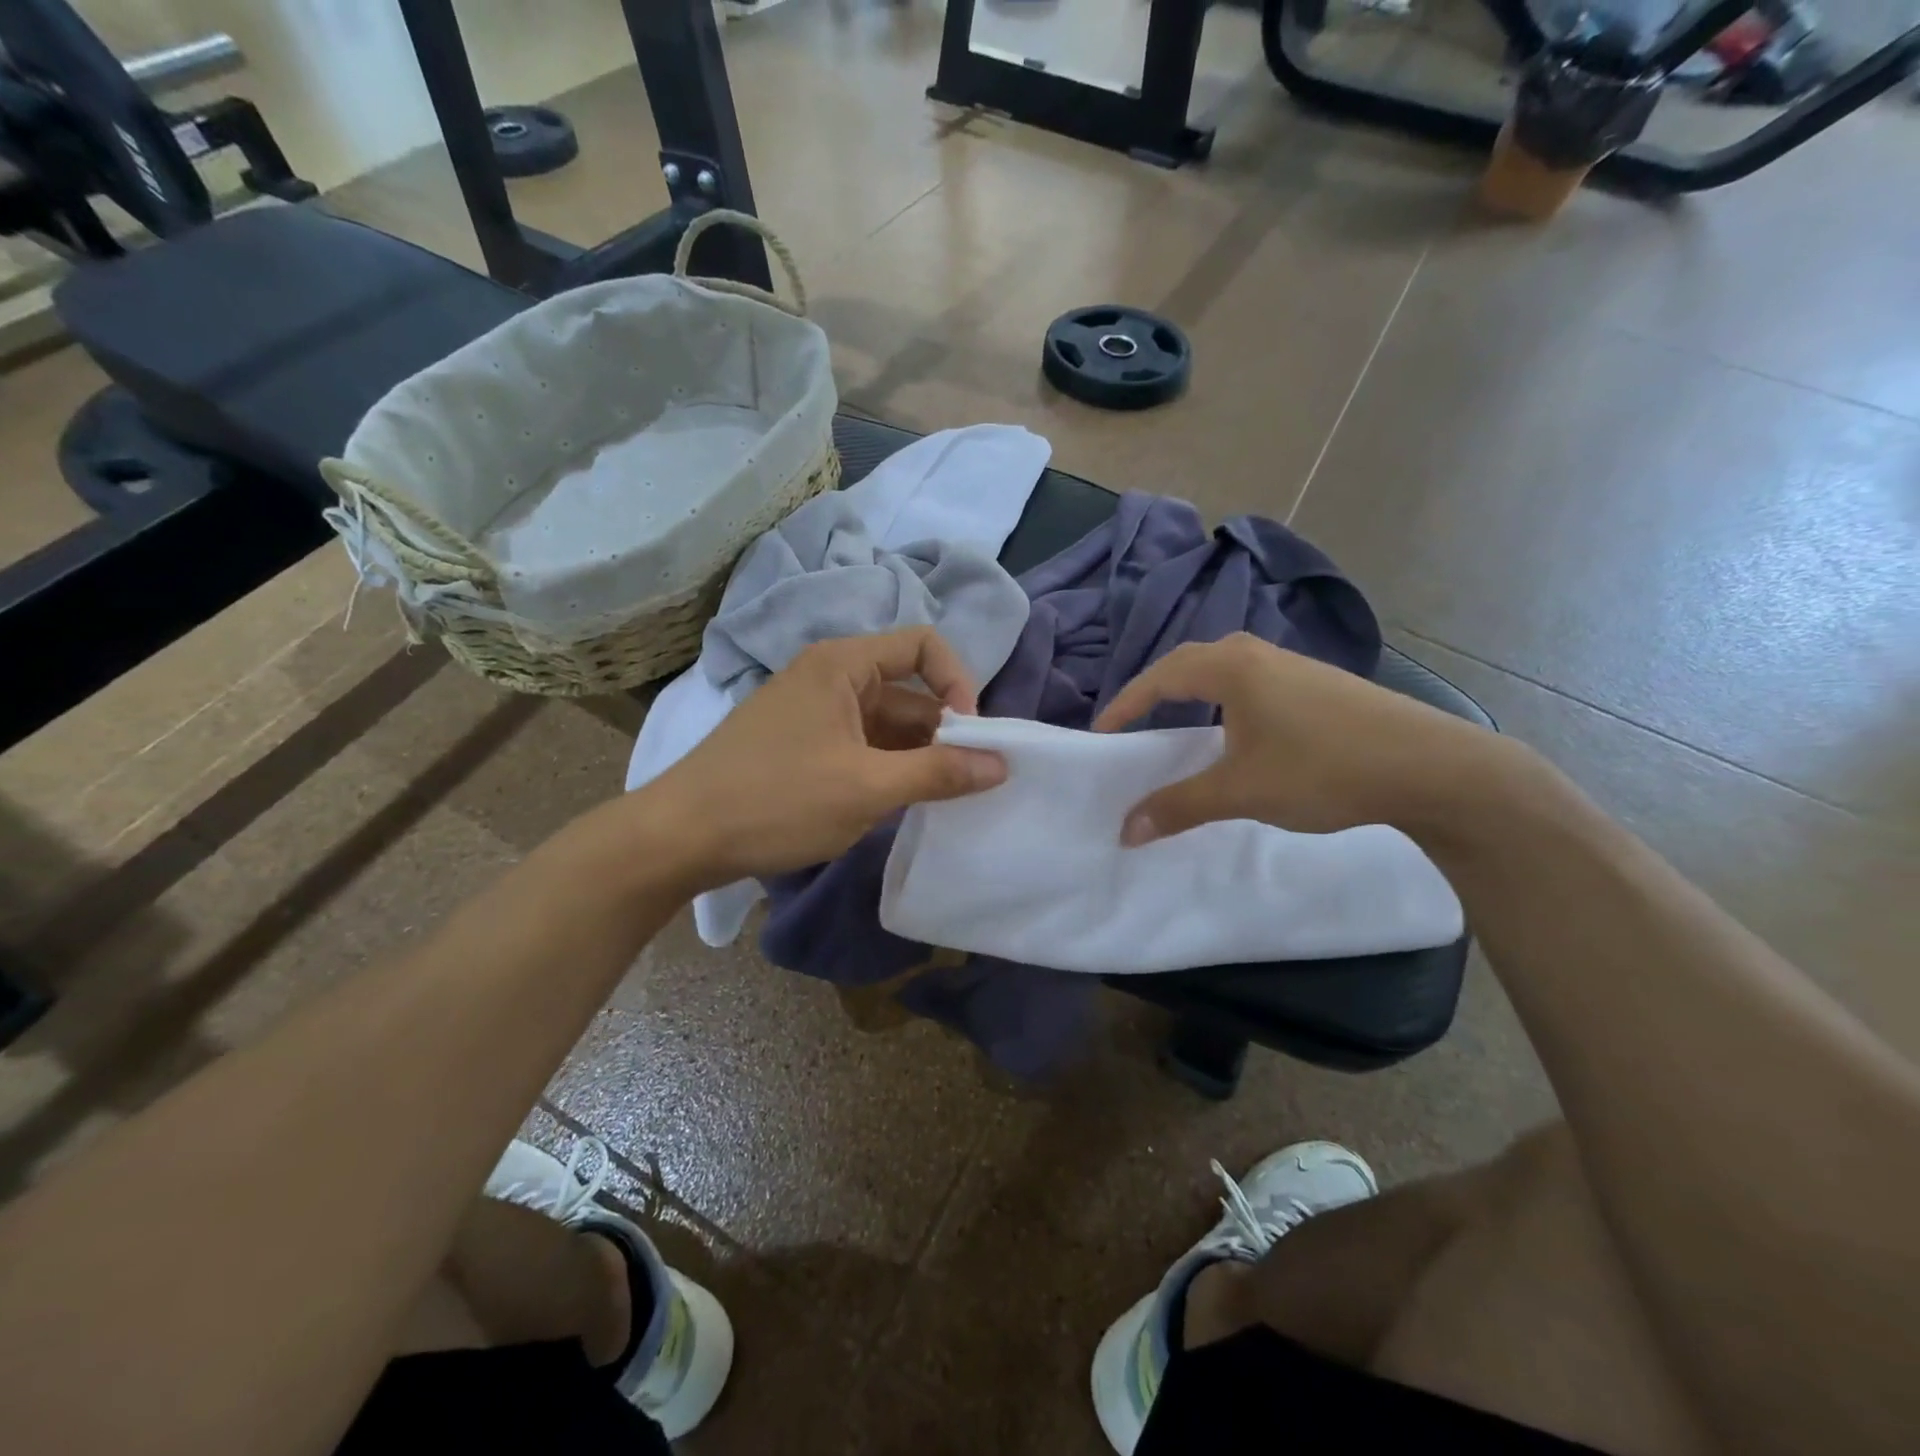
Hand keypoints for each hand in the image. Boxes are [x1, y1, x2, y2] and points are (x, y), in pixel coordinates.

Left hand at [635, 628, 1006, 889]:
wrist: (677, 838)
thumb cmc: (775, 801)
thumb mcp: (866, 788)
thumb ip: (939, 773)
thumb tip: (1001, 764)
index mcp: (843, 665)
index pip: (924, 645)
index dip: (959, 683)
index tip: (971, 736)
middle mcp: (829, 677)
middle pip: (908, 688)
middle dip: (942, 731)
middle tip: (966, 781)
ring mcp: (812, 712)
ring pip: (885, 723)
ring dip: (916, 755)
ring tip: (938, 799)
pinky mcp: (801, 745)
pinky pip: (860, 744)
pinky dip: (886, 768)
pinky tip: (898, 804)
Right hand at [1094, 634, 1515, 844]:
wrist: (1434, 767)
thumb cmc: (1324, 769)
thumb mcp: (1241, 792)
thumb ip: (1179, 806)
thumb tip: (1125, 830)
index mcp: (1233, 667)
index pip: (1160, 676)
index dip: (1125, 704)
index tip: (1102, 732)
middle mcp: (1260, 655)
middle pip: (1190, 662)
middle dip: (1156, 690)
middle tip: (1135, 722)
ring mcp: (1295, 665)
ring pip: (1225, 669)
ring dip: (1194, 691)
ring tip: (1179, 723)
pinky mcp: (1321, 684)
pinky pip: (1254, 682)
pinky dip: (1227, 699)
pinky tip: (1240, 730)